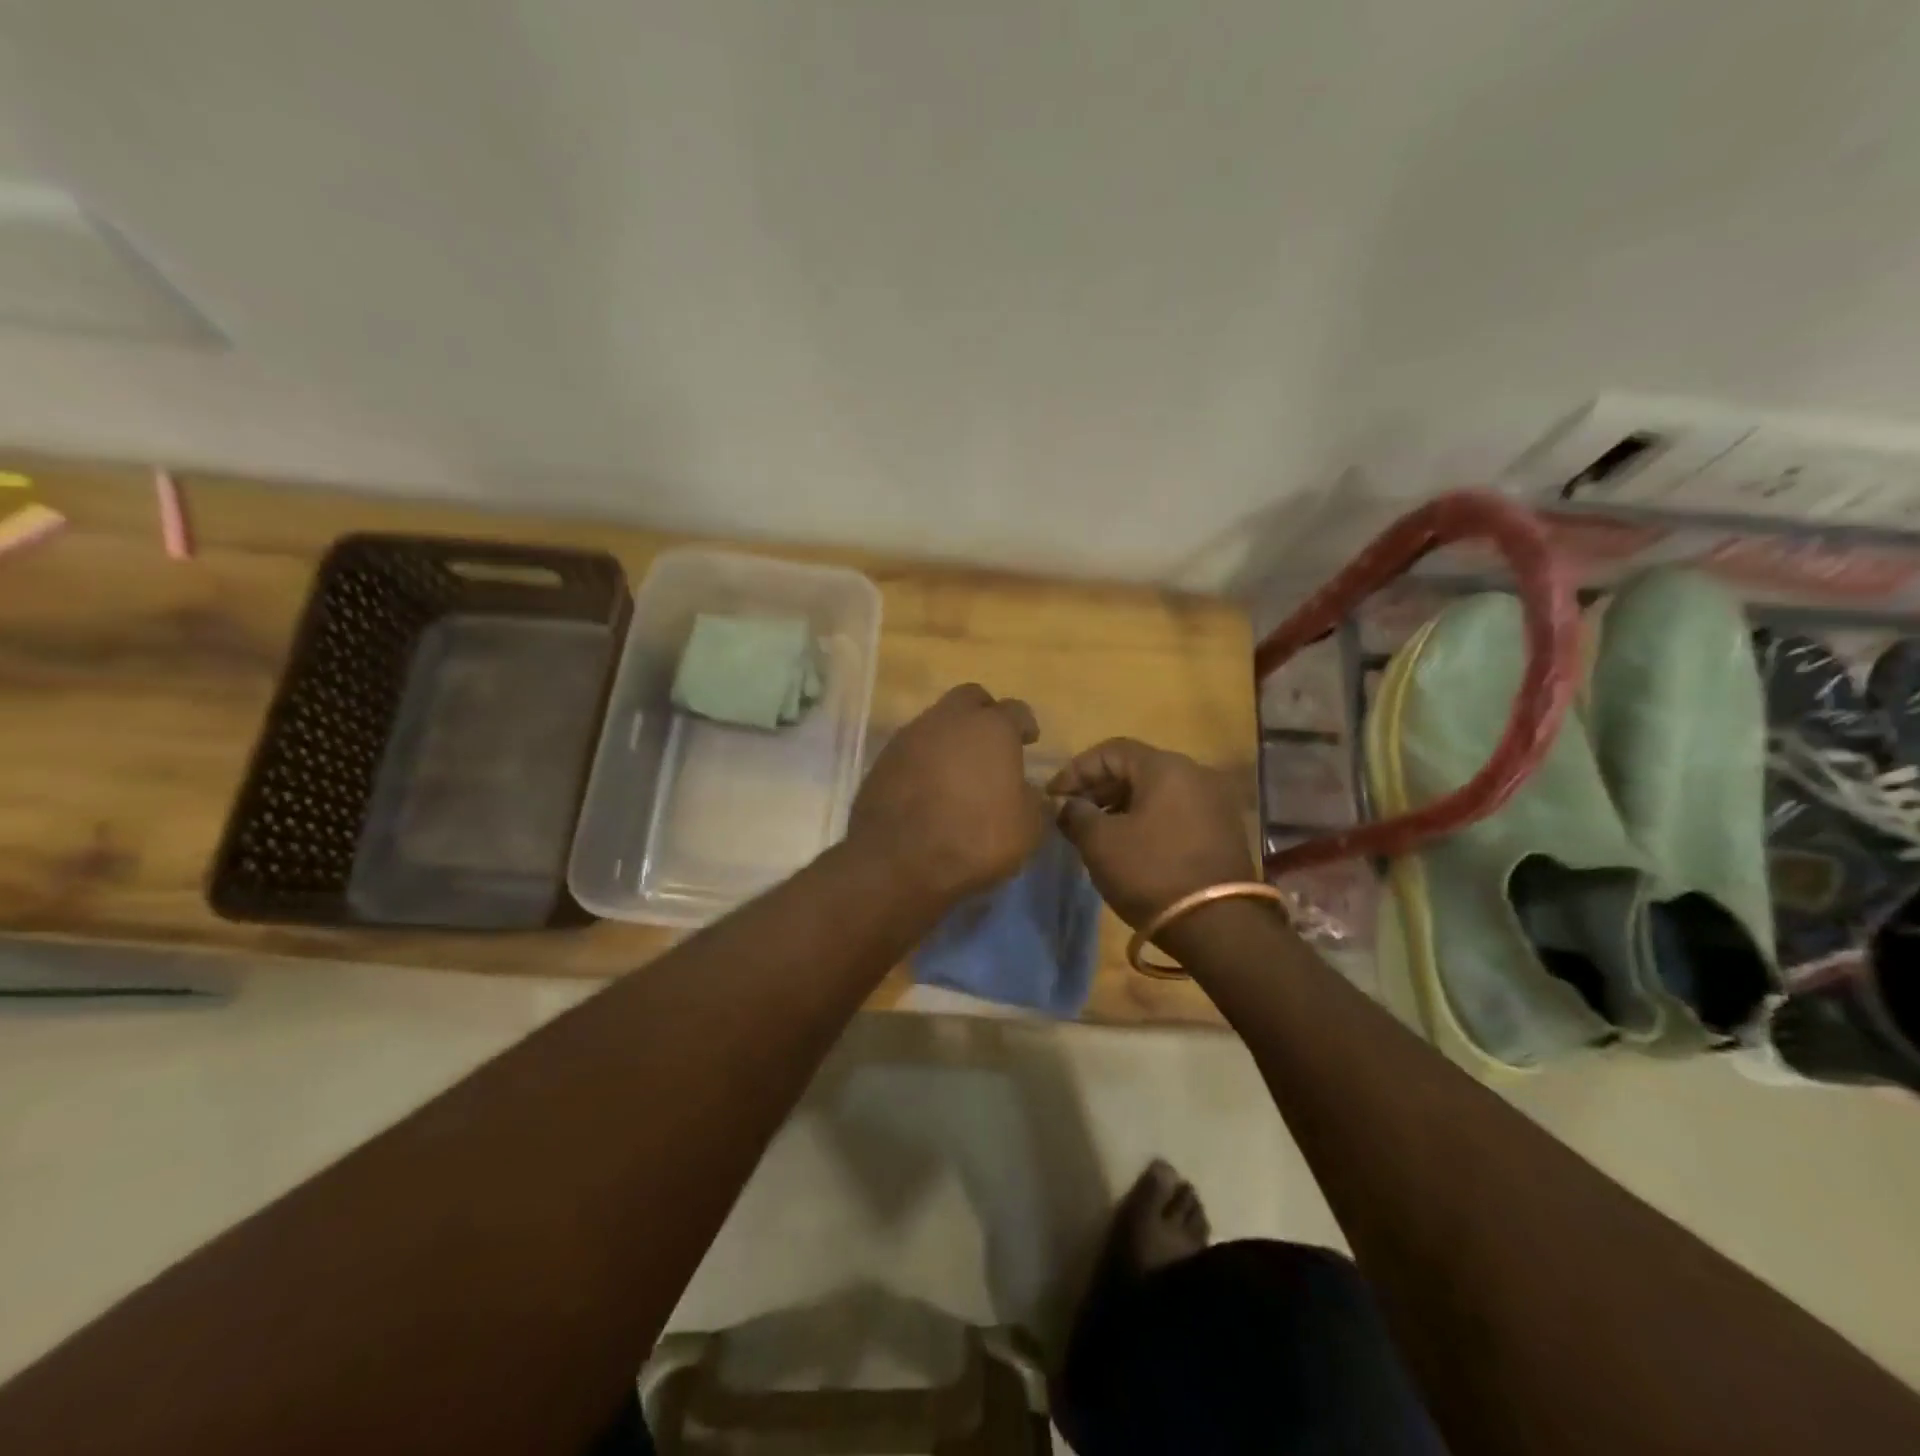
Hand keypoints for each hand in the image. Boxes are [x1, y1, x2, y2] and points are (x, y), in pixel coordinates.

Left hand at [849, 683, 1046, 904]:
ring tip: (959, 771)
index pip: (1016, 710)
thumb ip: (1032, 802)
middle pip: (971, 699)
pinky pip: (913, 748)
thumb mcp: (1026, 830)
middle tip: (992, 745)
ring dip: (951, 738)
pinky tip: (930, 787)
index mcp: (992, 728)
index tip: (1029, 741)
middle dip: (984, 715)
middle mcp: (949, 720)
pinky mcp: (883, 759)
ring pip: (937, 721)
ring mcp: (911, 736)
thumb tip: (1027, 791)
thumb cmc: (974, 840)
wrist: (896, 861)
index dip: (1025, 725)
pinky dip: (925, 760)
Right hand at [1049, 738, 1256, 927]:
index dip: (1076, 770)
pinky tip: (1127, 847)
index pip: (1110, 751)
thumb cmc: (1151, 873)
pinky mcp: (1221, 832)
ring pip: (1155, 793)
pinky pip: (1173, 813)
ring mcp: (1213, 803)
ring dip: (1120, 807)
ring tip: (1094, 834)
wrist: (1218, 926)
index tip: (1053, 798)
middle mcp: (1195, 774)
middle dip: (1097, 789)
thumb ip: (1076, 814)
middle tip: (1070, 815)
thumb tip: (1067, 806)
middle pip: (1135, 769)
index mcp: (1166, 767)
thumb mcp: (1100, 843)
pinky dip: (1145, 821)